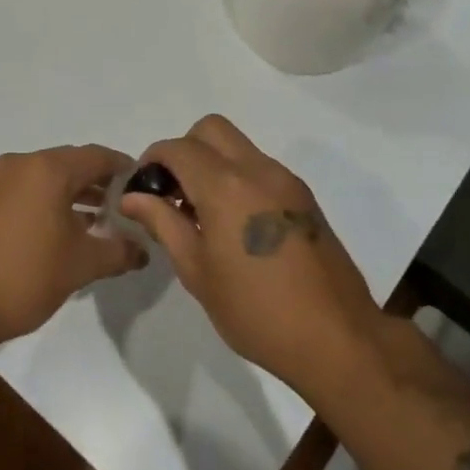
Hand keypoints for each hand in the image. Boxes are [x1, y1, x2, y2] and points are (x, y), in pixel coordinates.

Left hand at [0, 144, 146, 350]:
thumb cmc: (25, 277)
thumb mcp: (81, 265)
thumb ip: (119, 251)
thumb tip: (143, 249)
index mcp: (47, 170)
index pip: (97, 156)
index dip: (123, 168)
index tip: (143, 185)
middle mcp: (21, 164)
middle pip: (71, 163)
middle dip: (100, 182)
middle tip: (125, 205)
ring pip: (48, 176)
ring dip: (75, 192)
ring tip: (101, 219)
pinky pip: (28, 189)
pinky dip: (50, 200)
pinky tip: (67, 226)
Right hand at [120, 115, 379, 396]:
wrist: (337, 339)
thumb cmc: (255, 311)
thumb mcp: (196, 271)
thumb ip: (163, 223)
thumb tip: (133, 197)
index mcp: (226, 186)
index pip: (178, 148)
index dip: (152, 161)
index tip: (142, 191)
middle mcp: (258, 170)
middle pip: (211, 129)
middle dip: (183, 151)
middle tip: (172, 193)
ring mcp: (286, 181)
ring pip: (238, 146)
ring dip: (212, 163)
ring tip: (201, 213)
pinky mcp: (304, 198)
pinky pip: (260, 168)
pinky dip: (237, 178)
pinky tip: (233, 224)